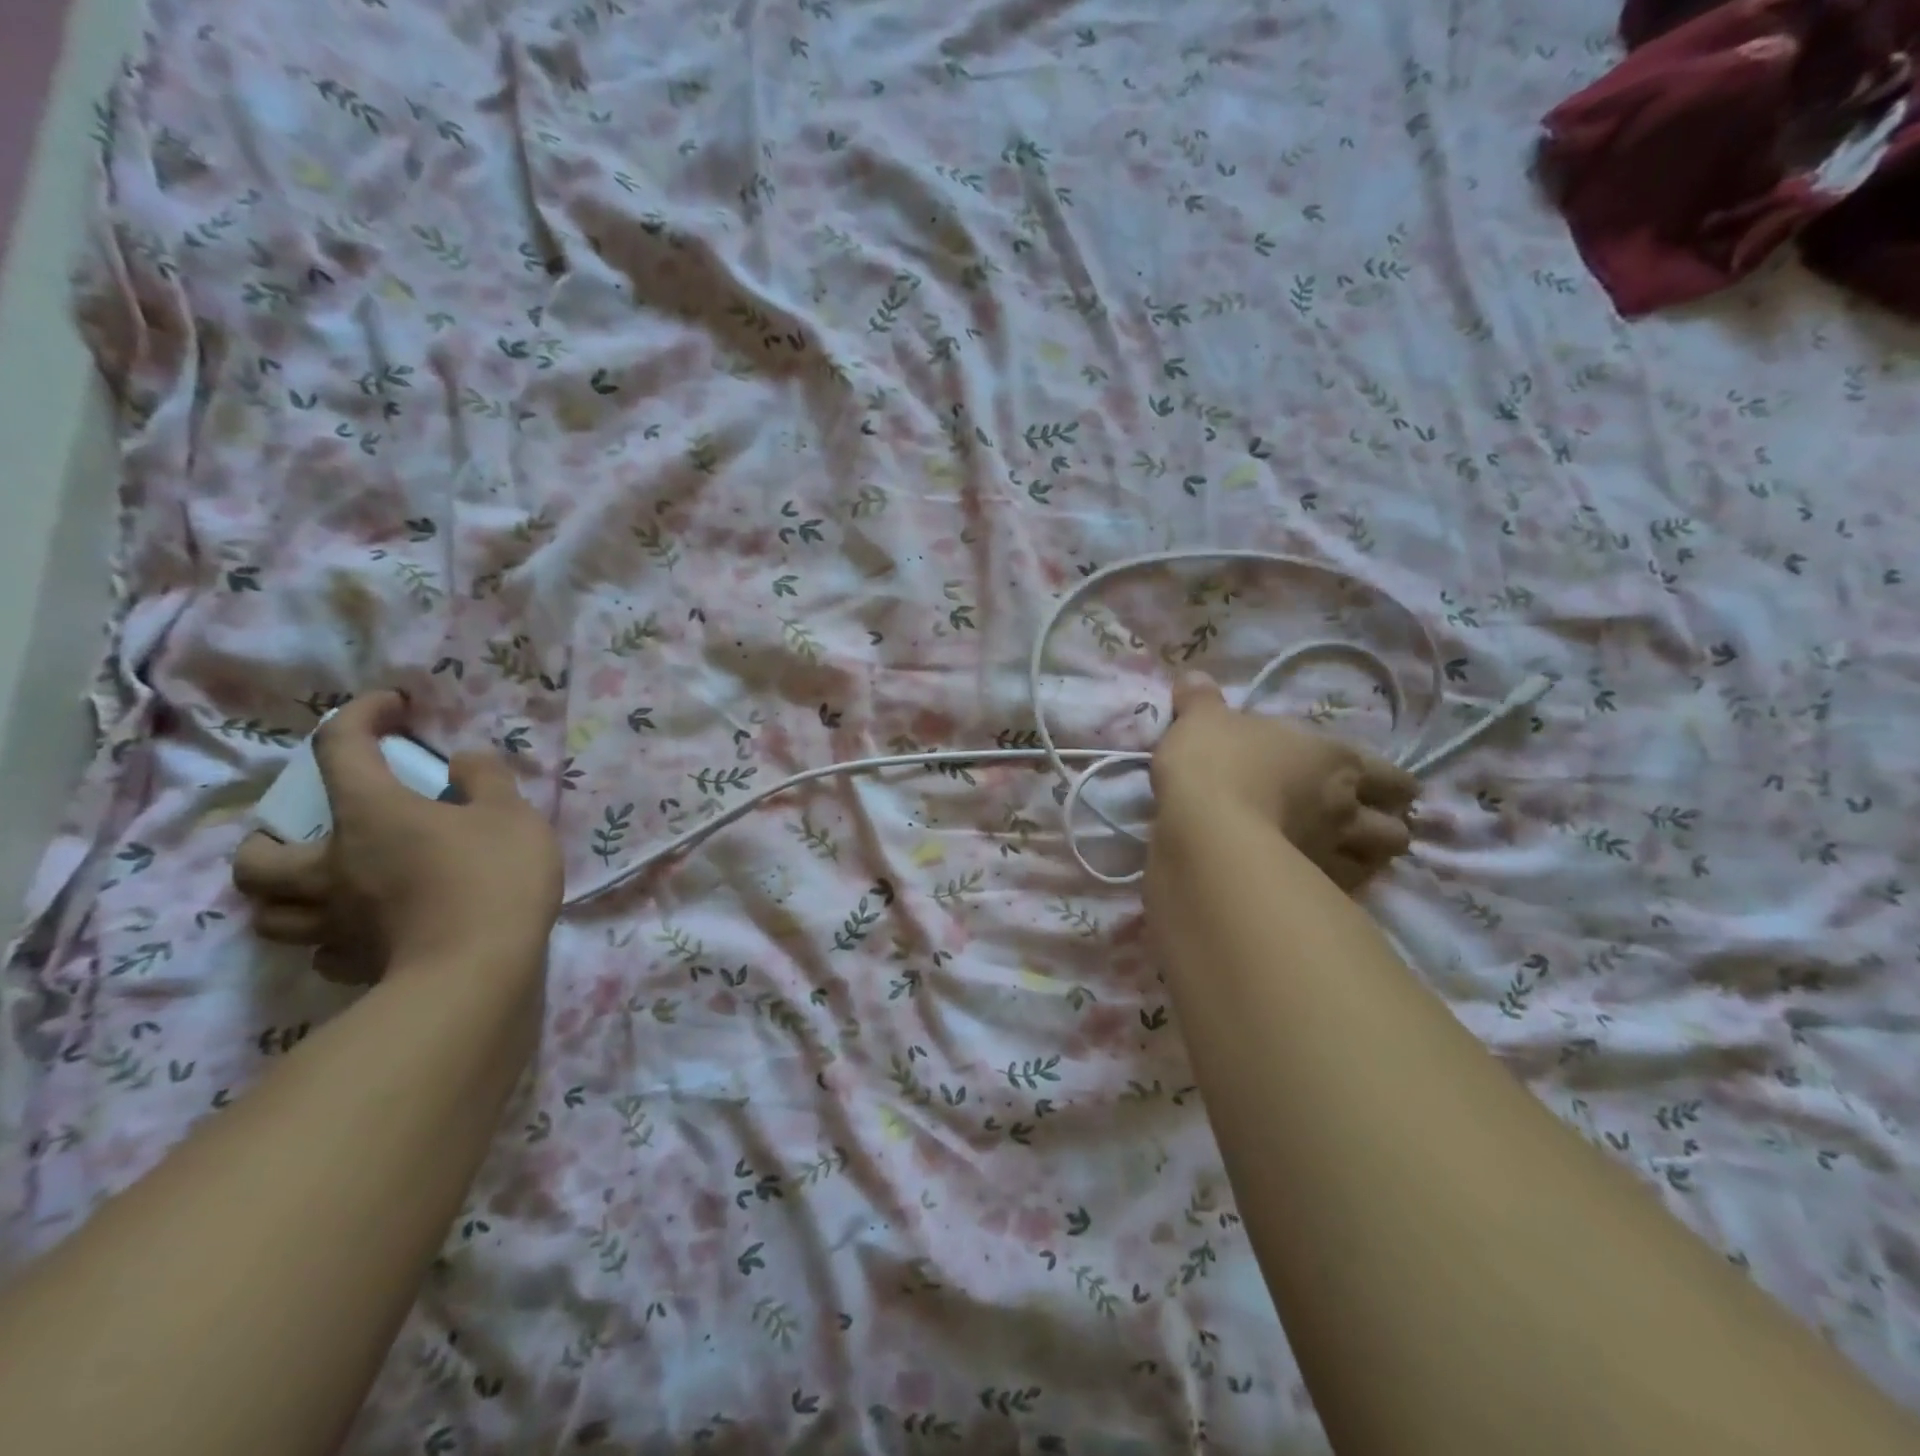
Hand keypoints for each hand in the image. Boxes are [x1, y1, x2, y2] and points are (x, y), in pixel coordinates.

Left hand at [232, 692, 563, 981]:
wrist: (480, 968)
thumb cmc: (493, 876)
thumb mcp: (511, 812)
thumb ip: (485, 778)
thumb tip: (461, 762)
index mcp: (369, 814)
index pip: (339, 747)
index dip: (360, 715)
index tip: (391, 706)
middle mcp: (334, 866)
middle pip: (257, 857)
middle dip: (269, 838)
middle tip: (311, 833)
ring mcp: (338, 922)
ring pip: (272, 913)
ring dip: (285, 895)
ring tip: (324, 885)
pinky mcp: (355, 964)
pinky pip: (322, 950)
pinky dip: (333, 936)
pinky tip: (364, 930)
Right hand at [1150, 672, 1418, 890]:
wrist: (1206, 828)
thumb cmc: (1215, 763)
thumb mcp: (1201, 720)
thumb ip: (1201, 700)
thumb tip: (1193, 678)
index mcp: (1335, 760)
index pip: (1392, 776)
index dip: (1393, 785)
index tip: (1384, 789)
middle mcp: (1346, 809)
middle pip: (1397, 828)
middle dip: (1387, 827)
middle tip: (1365, 826)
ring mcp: (1332, 854)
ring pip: (1377, 865)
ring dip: (1368, 861)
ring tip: (1347, 858)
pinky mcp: (1308, 890)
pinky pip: (1339, 892)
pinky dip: (1333, 887)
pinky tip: (1314, 883)